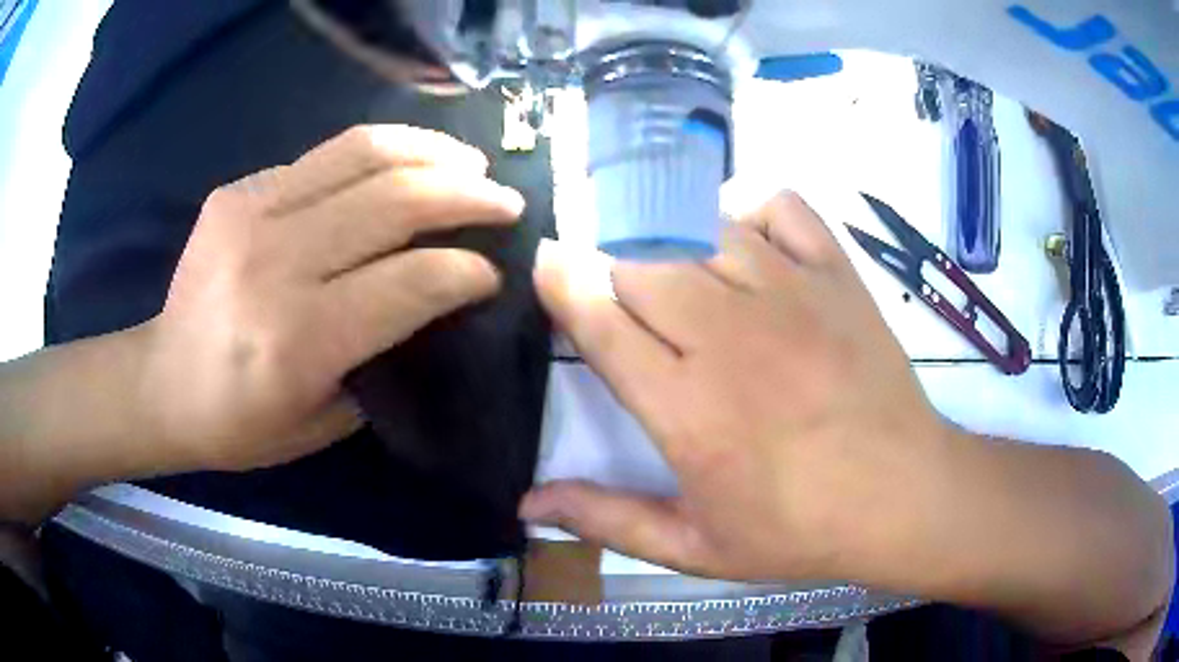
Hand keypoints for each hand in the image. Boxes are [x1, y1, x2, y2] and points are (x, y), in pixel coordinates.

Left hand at [140, 125, 523, 471]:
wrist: (163, 383)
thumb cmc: (240, 424)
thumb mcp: (322, 423)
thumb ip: (380, 359)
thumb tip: (431, 301)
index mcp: (299, 339)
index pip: (409, 282)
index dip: (464, 271)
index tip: (493, 272)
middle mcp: (276, 264)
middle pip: (393, 201)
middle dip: (466, 195)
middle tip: (504, 200)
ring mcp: (250, 214)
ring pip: (360, 153)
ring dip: (429, 151)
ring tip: (466, 163)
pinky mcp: (236, 192)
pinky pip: (321, 157)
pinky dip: (375, 155)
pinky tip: (399, 168)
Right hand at [522, 192, 953, 581]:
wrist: (902, 496)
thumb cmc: (799, 529)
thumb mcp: (696, 548)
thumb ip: (608, 520)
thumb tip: (529, 502)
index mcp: (687, 409)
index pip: (599, 319)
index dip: (562, 283)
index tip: (548, 267)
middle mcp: (730, 336)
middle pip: (639, 261)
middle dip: (609, 263)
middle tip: (614, 285)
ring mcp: (790, 293)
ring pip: (698, 227)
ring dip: (667, 235)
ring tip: (669, 261)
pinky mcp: (835, 274)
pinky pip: (778, 204)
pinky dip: (748, 205)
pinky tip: (741, 237)